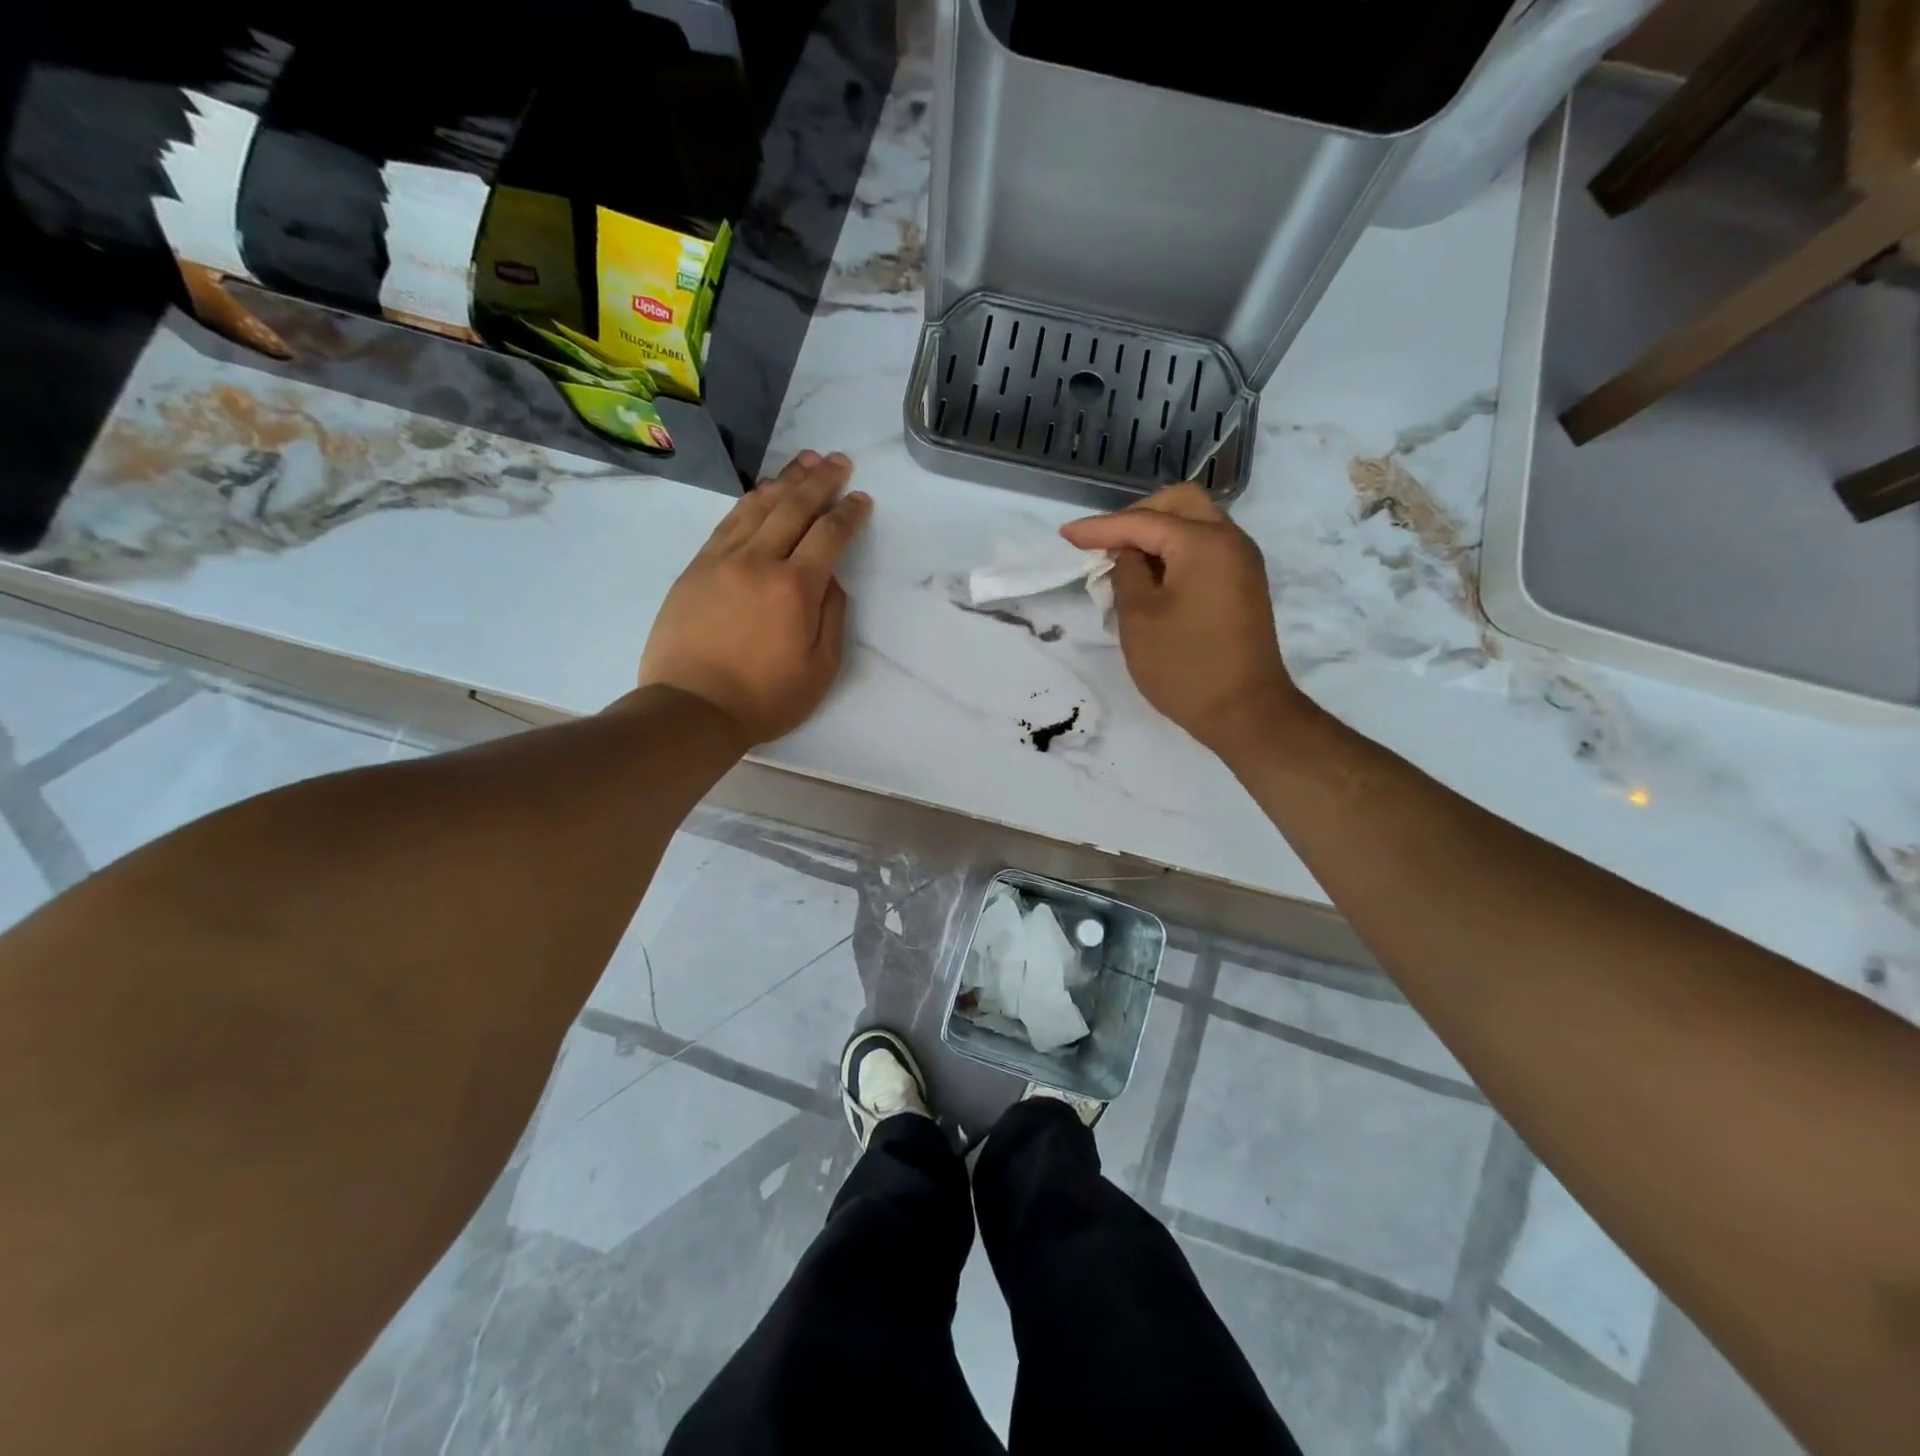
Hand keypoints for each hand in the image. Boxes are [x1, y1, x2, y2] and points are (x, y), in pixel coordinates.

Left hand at [639, 451, 870, 744]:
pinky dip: (750, 502)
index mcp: (795, 588)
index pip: (828, 536)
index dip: (848, 514)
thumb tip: (829, 578)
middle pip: (794, 508)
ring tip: (805, 462)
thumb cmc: (765, 698)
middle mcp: (759, 562)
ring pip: (758, 507)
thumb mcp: (821, 669)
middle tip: (838, 461)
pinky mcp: (696, 568)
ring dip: (785, 481)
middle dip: (820, 481)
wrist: (692, 708)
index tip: (861, 498)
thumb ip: (832, 616)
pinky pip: (727, 522)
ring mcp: (722, 560)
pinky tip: (762, 492)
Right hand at [1060, 484, 1303, 761]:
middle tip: (1104, 543)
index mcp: (1204, 543)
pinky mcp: (1244, 584)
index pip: (1142, 522)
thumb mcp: (1138, 618)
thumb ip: (1126, 574)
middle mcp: (1230, 541)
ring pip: (1195, 524)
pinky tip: (1151, 576)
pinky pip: (1206, 548)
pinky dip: (1176, 551)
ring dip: (1157, 533)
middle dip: (1136, 516)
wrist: (1246, 712)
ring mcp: (1242, 562)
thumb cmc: (1185, 666)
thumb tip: (1128, 555)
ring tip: (1122, 561)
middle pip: (1179, 504)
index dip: (1099, 528)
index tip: (1065, 536)